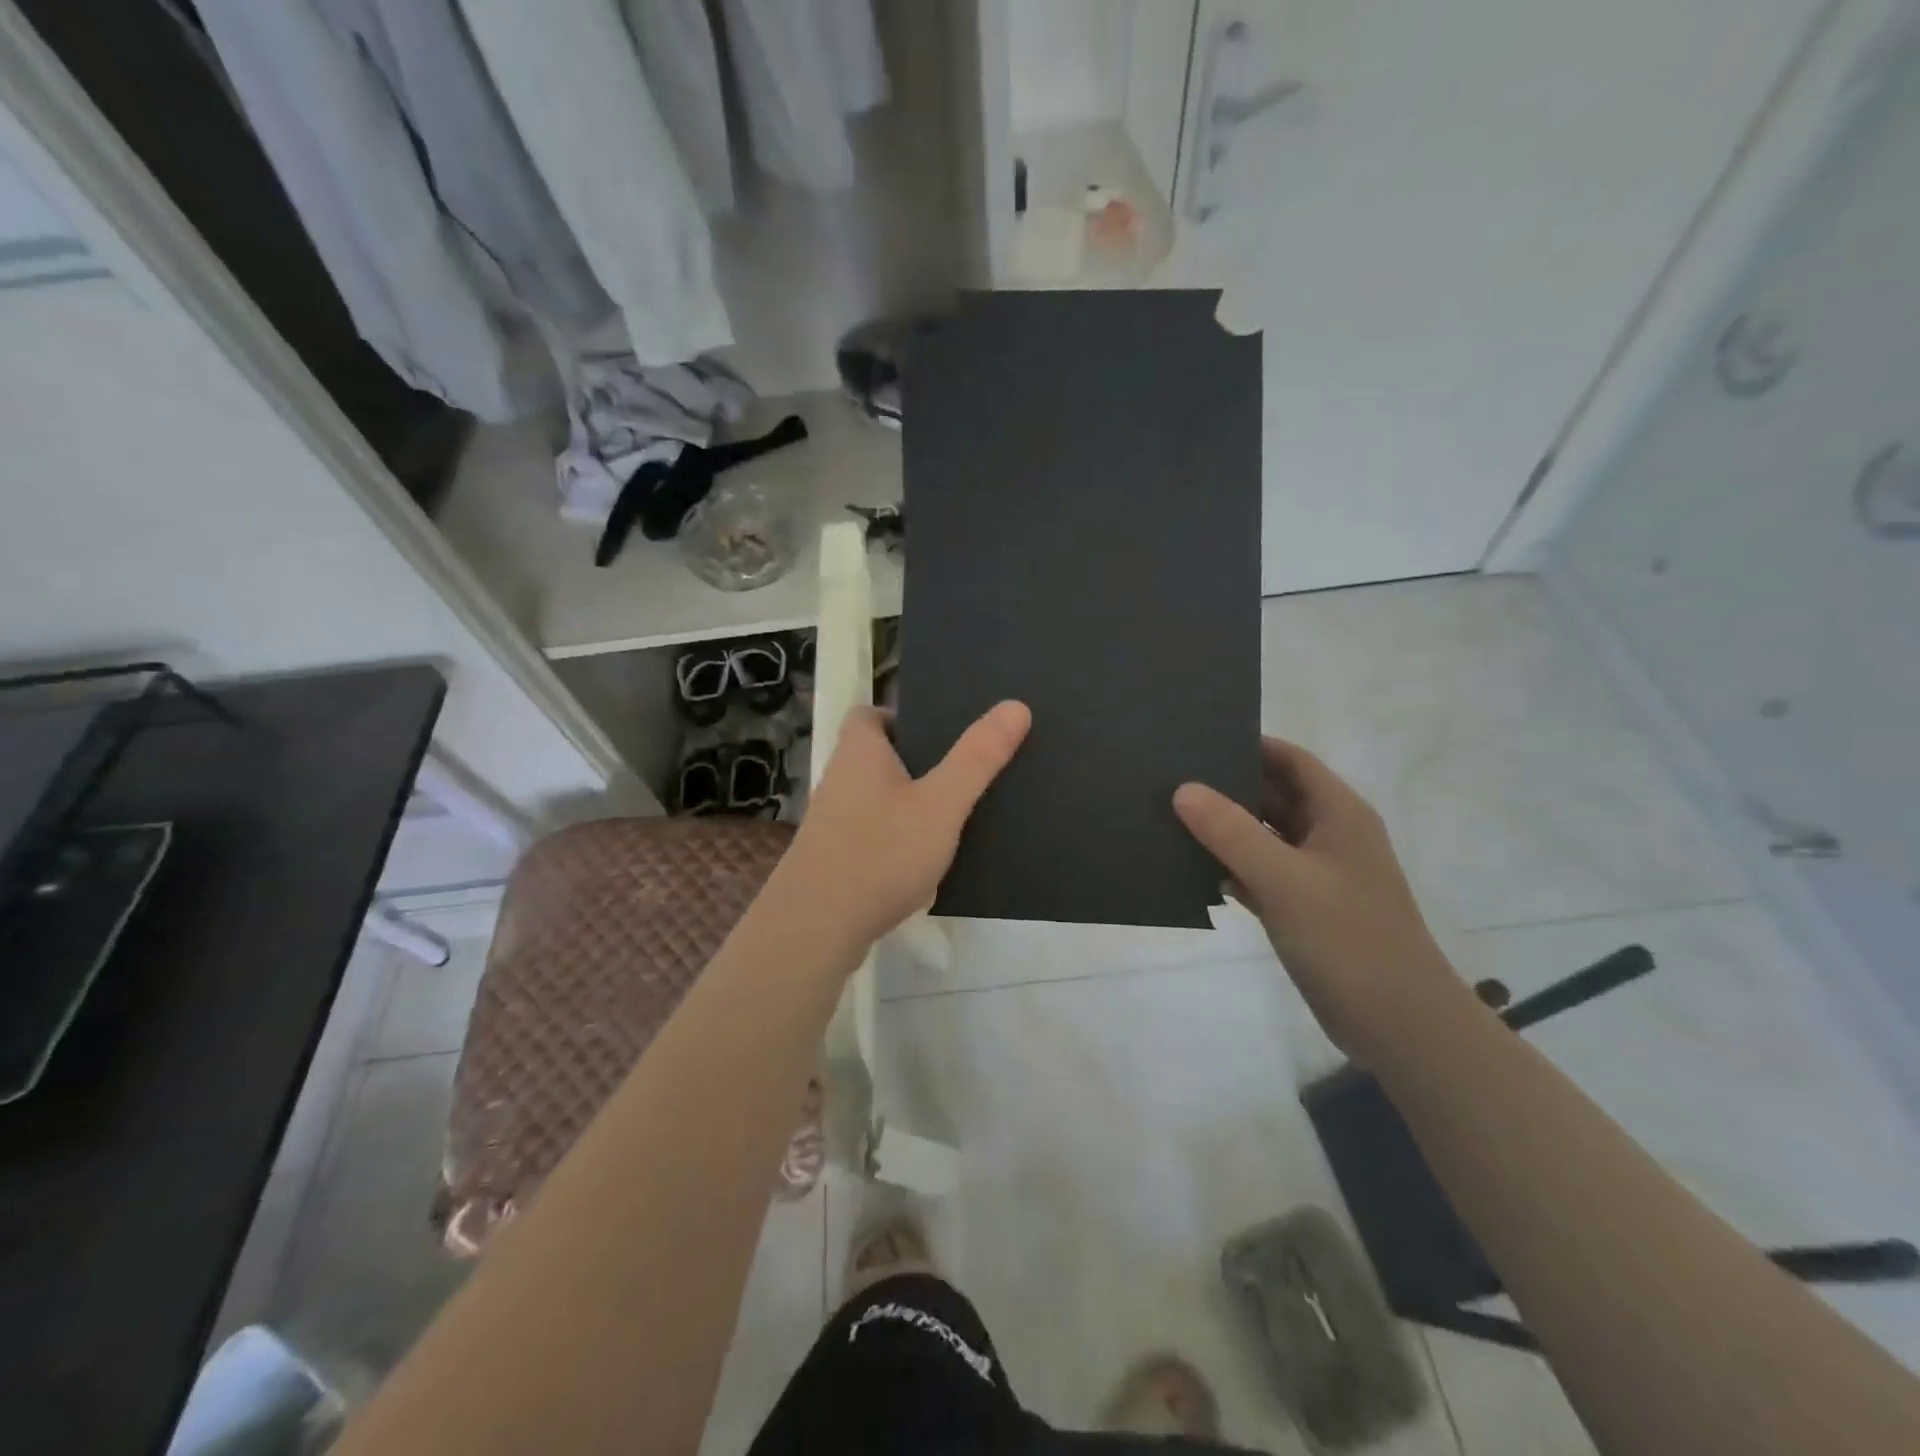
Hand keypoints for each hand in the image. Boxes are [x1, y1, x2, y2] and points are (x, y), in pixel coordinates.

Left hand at [783, 701, 1030, 947]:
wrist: (815, 928)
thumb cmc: (880, 852)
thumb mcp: (941, 803)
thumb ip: (977, 757)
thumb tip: (1015, 705)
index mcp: (859, 752)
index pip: (869, 714)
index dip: (901, 717)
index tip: (940, 733)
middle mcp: (839, 780)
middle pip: (878, 757)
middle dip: (916, 763)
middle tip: (961, 773)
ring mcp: (832, 823)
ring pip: (877, 800)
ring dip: (909, 805)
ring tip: (955, 817)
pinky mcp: (834, 860)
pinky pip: (873, 836)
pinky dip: (898, 841)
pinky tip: (928, 863)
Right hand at [1173, 738, 1466, 1065]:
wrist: (1399, 1026)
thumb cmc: (1349, 940)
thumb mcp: (1285, 880)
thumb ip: (1231, 832)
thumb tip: (1182, 789)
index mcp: (1338, 814)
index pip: (1291, 760)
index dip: (1250, 744)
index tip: (1198, 740)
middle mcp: (1328, 836)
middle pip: (1273, 796)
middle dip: (1228, 787)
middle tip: (1171, 778)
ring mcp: (1316, 874)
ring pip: (1263, 837)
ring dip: (1225, 830)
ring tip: (1169, 818)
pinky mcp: (1303, 908)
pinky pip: (1260, 874)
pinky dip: (1231, 869)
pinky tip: (1192, 870)